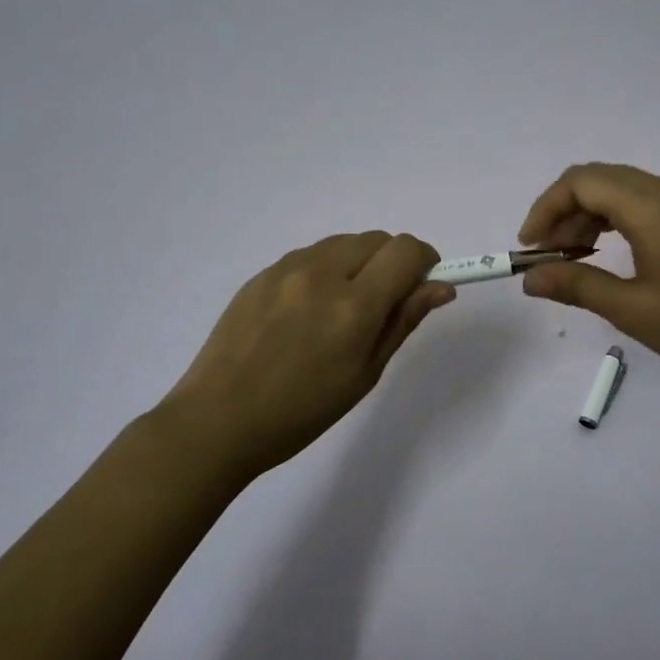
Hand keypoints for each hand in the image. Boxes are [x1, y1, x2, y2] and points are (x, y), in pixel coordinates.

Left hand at [160, 232, 454, 481]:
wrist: (218, 420)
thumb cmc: (302, 410)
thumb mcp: (365, 373)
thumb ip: (403, 320)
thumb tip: (440, 287)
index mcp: (353, 305)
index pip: (405, 250)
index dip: (425, 261)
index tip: (423, 286)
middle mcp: (321, 272)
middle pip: (377, 239)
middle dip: (393, 261)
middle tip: (385, 303)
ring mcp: (286, 268)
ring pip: (343, 243)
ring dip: (359, 262)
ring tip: (342, 309)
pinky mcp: (261, 273)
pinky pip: (310, 256)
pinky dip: (326, 270)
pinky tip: (308, 311)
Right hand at [517, 163, 659, 398]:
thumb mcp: (633, 310)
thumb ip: (577, 287)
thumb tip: (529, 278)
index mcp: (651, 204)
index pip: (580, 181)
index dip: (545, 208)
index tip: (529, 248)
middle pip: (598, 179)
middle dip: (562, 211)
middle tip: (546, 257)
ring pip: (619, 191)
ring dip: (586, 217)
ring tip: (570, 260)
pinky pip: (640, 205)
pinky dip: (612, 222)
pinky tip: (604, 255)